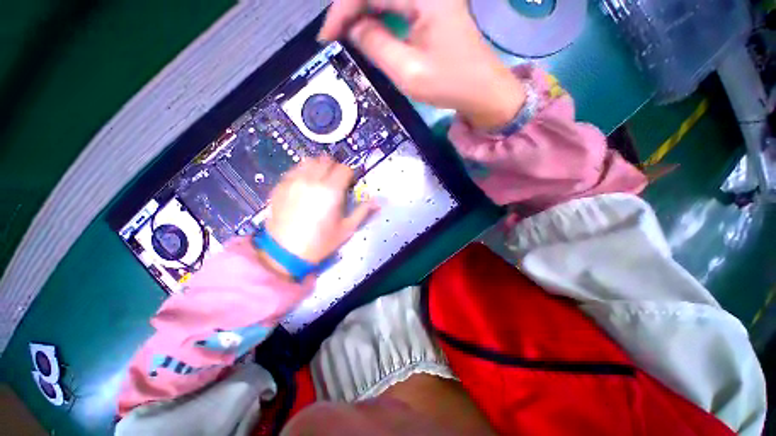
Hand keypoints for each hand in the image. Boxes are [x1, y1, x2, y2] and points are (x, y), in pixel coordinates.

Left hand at [259, 156, 376, 277]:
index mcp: (331, 191)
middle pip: (327, 160)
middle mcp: (312, 180)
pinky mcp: (280, 185)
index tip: (349, 184)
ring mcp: (294, 181)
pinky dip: (303, 172)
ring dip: (318, 167)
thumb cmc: (321, 242)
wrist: (286, 252)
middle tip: (336, 182)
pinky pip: (294, 170)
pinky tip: (304, 186)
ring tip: (320, 181)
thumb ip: (363, 211)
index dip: (350, 175)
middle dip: (335, 168)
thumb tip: (378, 201)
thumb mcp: (347, 228)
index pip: (344, 169)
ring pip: (309, 161)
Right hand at [319, 0, 525, 129]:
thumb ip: (376, 45)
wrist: (483, 90)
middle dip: (351, 10)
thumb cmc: (450, 84)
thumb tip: (353, 29)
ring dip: (363, 13)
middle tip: (336, 37)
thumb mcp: (408, 71)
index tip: (327, 37)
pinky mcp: (432, 8)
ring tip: (348, 36)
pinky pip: (397, 5)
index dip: (342, 10)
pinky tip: (370, 32)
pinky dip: (379, 17)